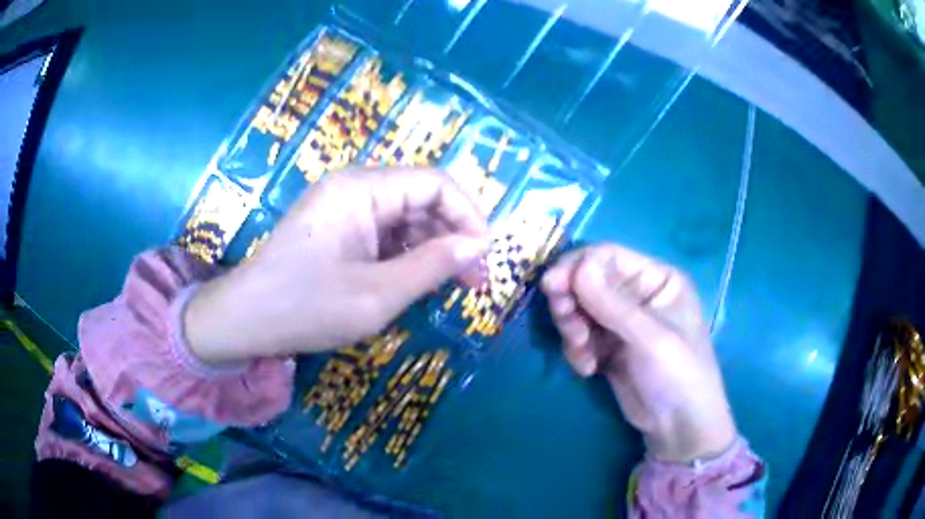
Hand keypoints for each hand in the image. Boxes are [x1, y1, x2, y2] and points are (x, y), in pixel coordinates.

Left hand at [185, 168, 488, 362]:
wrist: (245, 320)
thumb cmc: (306, 308)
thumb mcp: (377, 295)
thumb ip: (432, 266)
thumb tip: (479, 245)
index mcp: (362, 189)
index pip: (435, 183)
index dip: (469, 215)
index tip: (484, 257)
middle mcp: (355, 186)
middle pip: (422, 197)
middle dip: (454, 235)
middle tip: (474, 281)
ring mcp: (344, 206)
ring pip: (406, 216)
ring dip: (433, 247)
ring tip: (451, 286)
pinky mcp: (337, 226)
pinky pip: (385, 231)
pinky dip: (407, 254)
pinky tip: (417, 280)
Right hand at [541, 244, 736, 462]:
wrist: (678, 427)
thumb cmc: (678, 374)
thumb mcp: (650, 338)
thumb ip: (612, 303)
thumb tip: (577, 266)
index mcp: (657, 279)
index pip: (608, 257)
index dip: (577, 266)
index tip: (551, 285)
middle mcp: (638, 294)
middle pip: (588, 282)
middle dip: (572, 301)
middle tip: (566, 323)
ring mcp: (622, 322)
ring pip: (580, 309)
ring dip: (573, 329)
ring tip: (582, 353)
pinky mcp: (608, 347)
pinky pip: (580, 336)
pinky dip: (577, 350)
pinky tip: (589, 369)